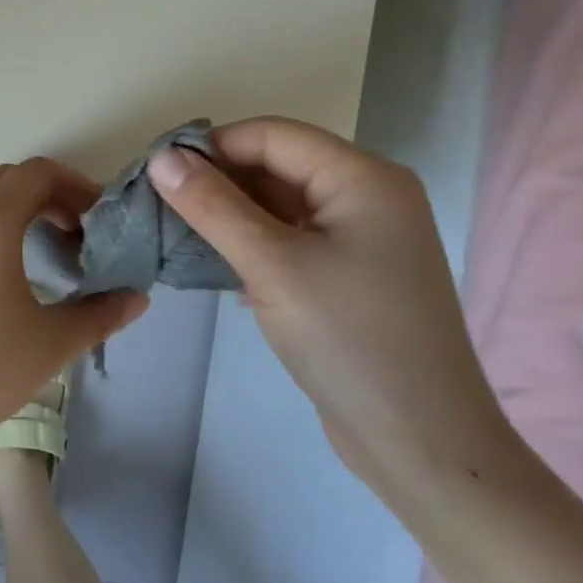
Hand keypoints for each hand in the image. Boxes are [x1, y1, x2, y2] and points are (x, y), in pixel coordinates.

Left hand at [0, 158, 148, 466]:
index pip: (37, 174)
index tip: (90, 219)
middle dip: (41, 194)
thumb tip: (138, 297)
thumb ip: (100, 314)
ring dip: (0, 200)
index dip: (72, 186)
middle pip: (3, 177)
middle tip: (65, 232)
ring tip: (19, 239)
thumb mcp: (50, 343)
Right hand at [148, 117, 521, 504]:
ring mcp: (365, 237)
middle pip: (278, 164)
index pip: (273, 135)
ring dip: (233, 214)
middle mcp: (370, 195)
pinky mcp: (354, 273)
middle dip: (220, 181)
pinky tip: (223, 267)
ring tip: (183, 234)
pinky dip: (255, 242)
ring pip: (282, 203)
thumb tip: (160, 157)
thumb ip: (213, 205)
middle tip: (164, 205)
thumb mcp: (271, 265)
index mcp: (364, 177)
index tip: (159, 173)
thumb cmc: (349, 341)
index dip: (214, 147)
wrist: (423, 447)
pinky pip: (293, 236)